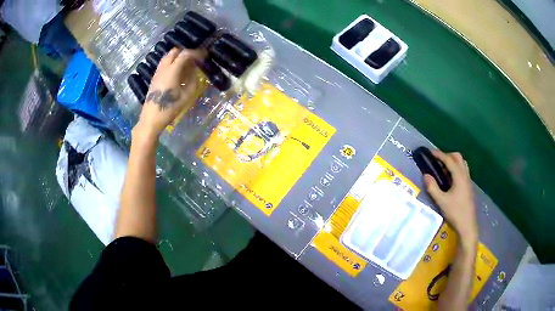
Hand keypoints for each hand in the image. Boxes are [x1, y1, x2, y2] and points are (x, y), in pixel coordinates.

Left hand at [135, 48, 202, 138]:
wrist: (151, 118)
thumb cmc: (170, 108)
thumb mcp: (187, 95)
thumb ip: (193, 80)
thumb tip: (194, 71)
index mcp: (172, 71)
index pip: (185, 54)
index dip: (196, 53)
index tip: (204, 55)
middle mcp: (164, 67)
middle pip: (175, 51)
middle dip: (186, 52)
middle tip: (195, 59)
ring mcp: (158, 72)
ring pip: (168, 56)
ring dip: (178, 57)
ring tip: (187, 65)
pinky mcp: (155, 77)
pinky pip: (164, 64)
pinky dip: (172, 62)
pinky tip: (178, 72)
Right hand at [424, 150, 477, 250]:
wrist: (467, 225)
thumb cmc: (455, 212)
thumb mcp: (441, 201)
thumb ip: (432, 187)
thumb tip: (425, 175)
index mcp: (459, 176)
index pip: (449, 159)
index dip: (439, 154)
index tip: (429, 152)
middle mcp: (465, 175)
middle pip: (457, 157)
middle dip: (447, 155)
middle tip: (437, 162)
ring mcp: (468, 180)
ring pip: (462, 163)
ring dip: (452, 162)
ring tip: (443, 170)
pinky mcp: (468, 186)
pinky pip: (463, 171)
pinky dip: (456, 169)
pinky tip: (450, 180)